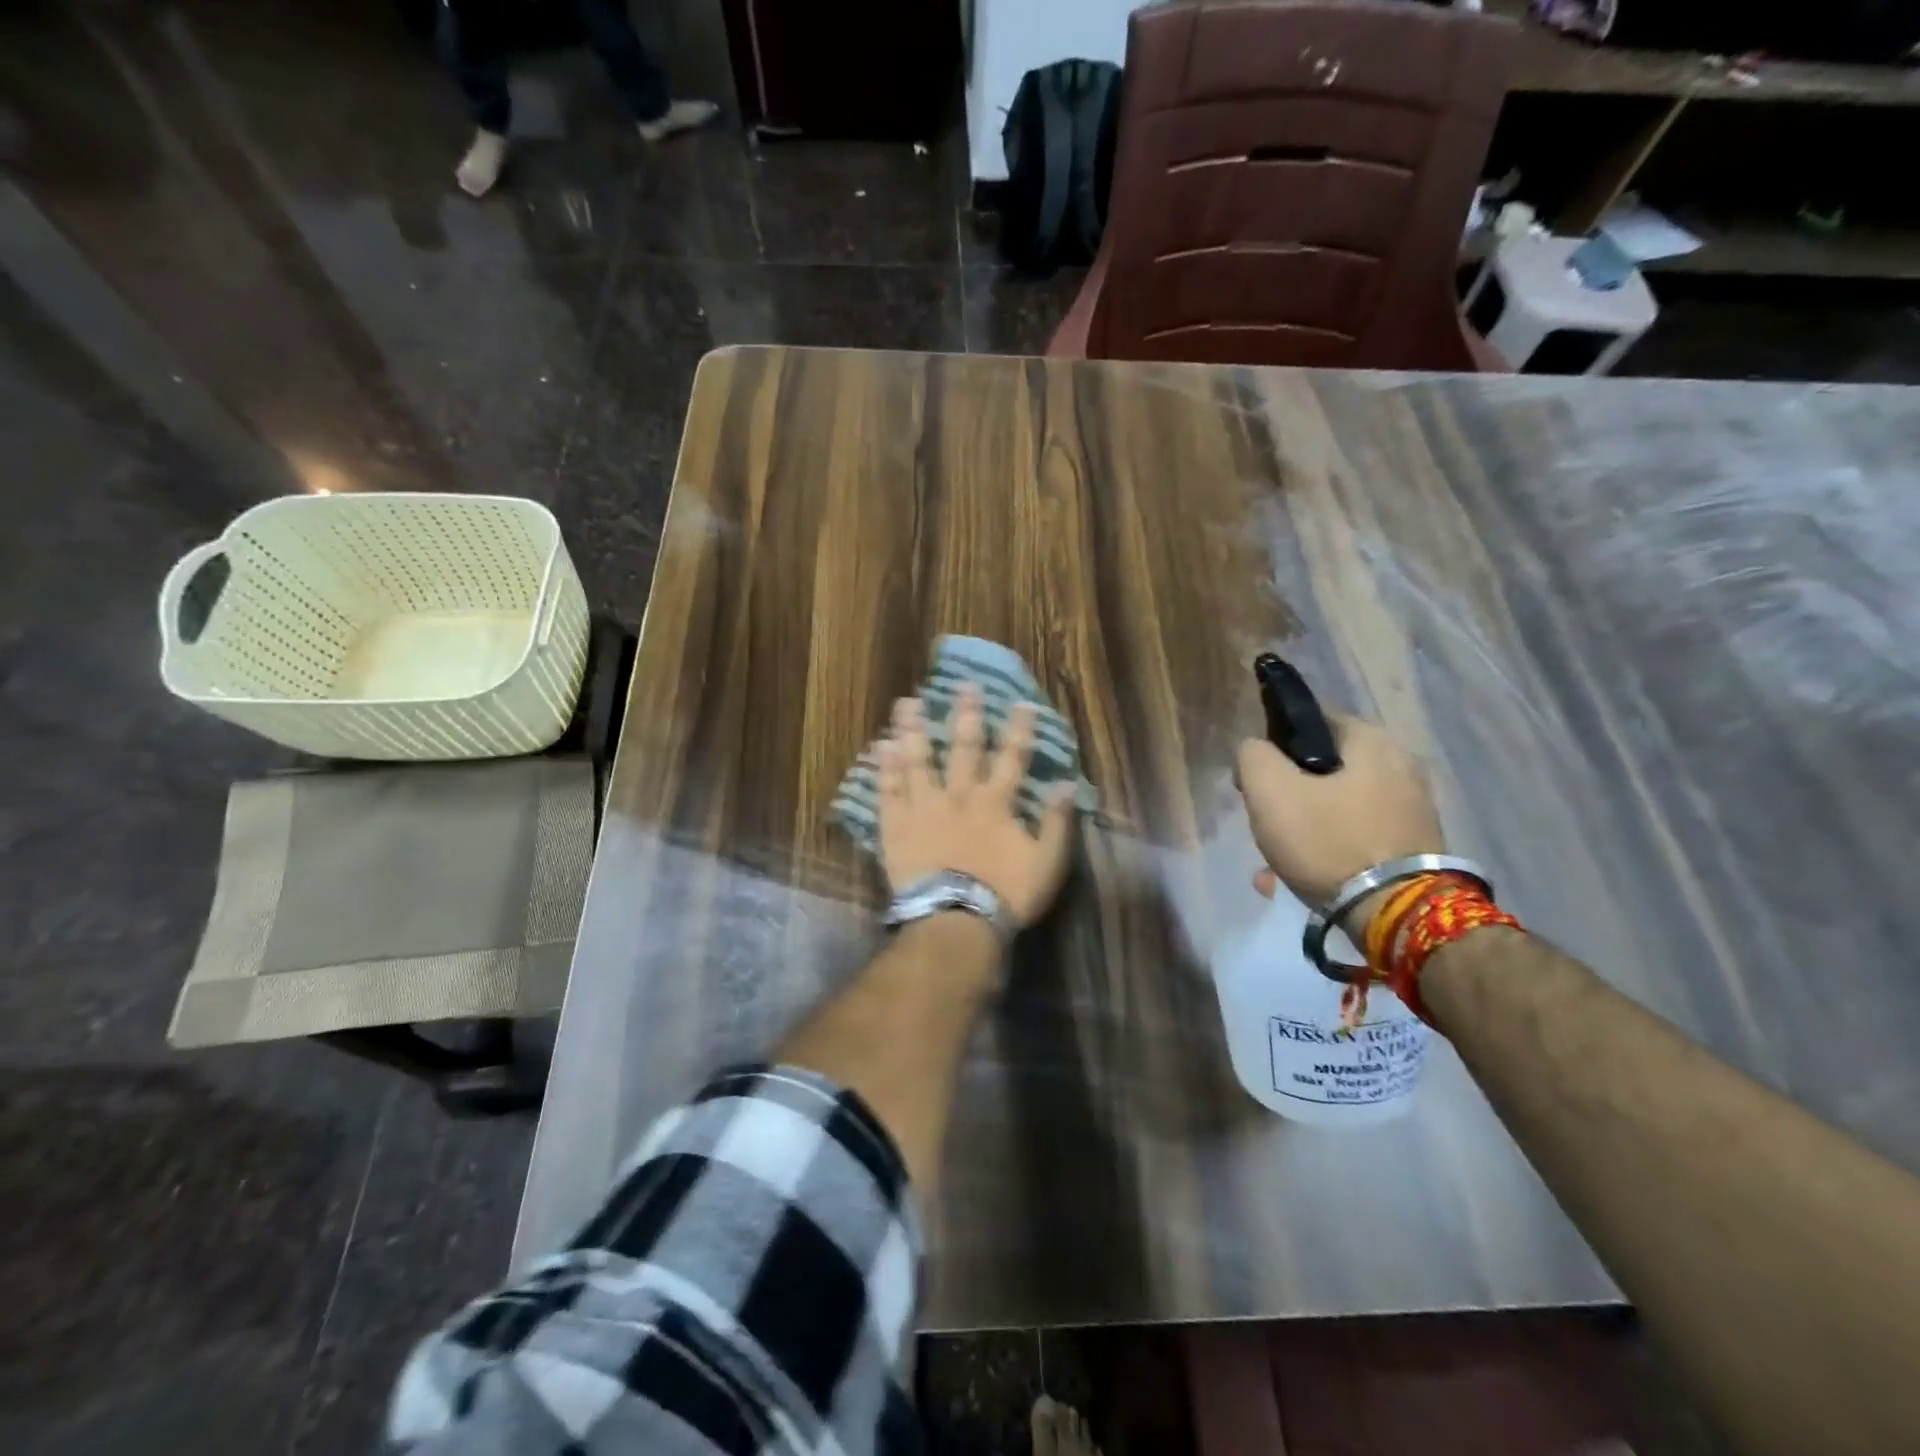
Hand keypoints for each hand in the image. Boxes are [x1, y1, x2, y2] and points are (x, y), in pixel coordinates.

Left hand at [877, 685, 1077, 929]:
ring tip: (906, 703)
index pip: (1012, 757)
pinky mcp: (896, 827)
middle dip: (965, 714)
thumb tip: (1068, 784)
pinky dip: (884, 769)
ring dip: (913, 730)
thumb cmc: (1004, 894)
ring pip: (917, 760)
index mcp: (995, 802)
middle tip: (963, 685)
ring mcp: (924, 808)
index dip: (1018, 729)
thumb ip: (1056, 822)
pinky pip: (888, 792)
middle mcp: (958, 795)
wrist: (955, 921)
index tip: (1021, 703)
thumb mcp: (1046, 863)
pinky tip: (879, 746)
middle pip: (962, 747)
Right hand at [1234, 715, 1443, 936]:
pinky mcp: (1414, 849)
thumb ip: (1253, 756)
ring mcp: (1412, 811)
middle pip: (1322, 772)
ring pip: (1335, 811)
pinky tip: (1298, 881)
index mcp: (1372, 742)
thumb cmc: (1328, 840)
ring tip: (1272, 867)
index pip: (1313, 723)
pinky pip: (1355, 840)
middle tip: (1265, 825)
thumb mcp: (1269, 789)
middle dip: (1287, 798)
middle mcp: (1401, 768)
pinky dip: (1327, 854)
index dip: (1275, 748)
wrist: (1397, 914)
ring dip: (1302, 832)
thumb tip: (1256, 751)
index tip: (1257, 782)